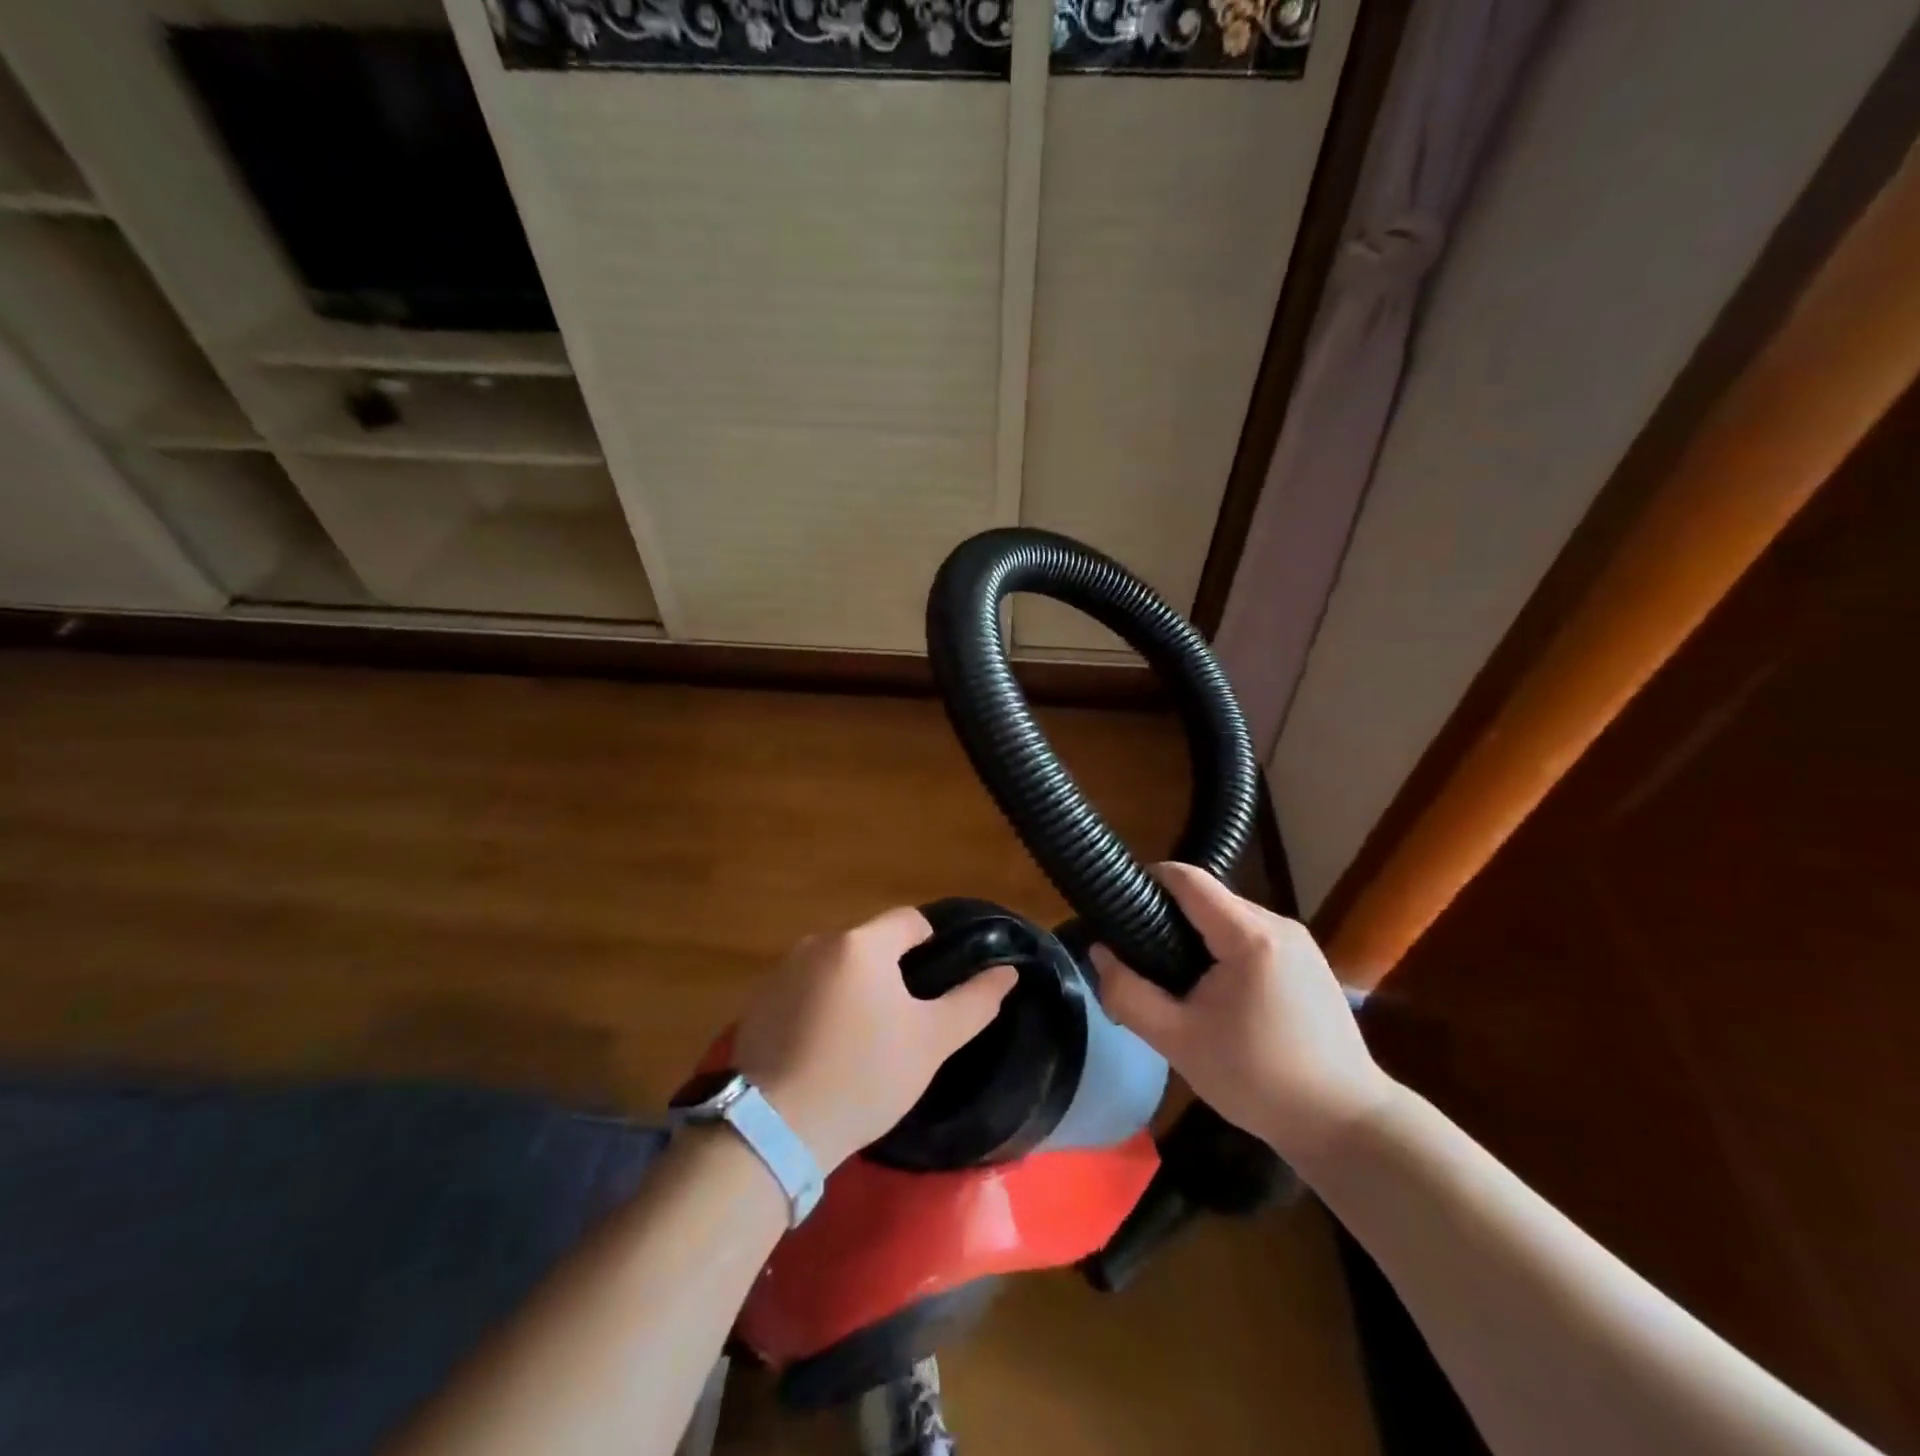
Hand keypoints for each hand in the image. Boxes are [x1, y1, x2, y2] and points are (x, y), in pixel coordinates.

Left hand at [734, 907, 1018, 1170]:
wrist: (775, 1129)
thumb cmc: (864, 1076)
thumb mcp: (931, 1042)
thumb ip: (974, 1001)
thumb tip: (1007, 972)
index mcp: (862, 944)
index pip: (909, 920)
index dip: (932, 944)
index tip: (937, 984)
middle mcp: (818, 942)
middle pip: (871, 944)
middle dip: (891, 971)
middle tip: (903, 1020)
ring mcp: (782, 970)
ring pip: (836, 966)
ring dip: (854, 988)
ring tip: (863, 1038)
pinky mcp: (757, 1001)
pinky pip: (804, 988)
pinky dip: (820, 1005)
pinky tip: (823, 1049)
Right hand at [1091, 862, 1391, 1169]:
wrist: (1346, 1124)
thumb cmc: (1258, 1081)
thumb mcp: (1178, 1041)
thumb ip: (1129, 994)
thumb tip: (1099, 953)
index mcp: (1250, 936)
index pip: (1188, 879)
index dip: (1148, 881)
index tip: (1118, 905)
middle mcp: (1279, 925)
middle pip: (1209, 899)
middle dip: (1169, 917)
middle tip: (1140, 956)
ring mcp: (1300, 943)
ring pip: (1230, 919)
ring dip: (1197, 936)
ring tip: (1173, 978)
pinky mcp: (1309, 963)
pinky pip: (1253, 938)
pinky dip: (1224, 951)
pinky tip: (1214, 993)